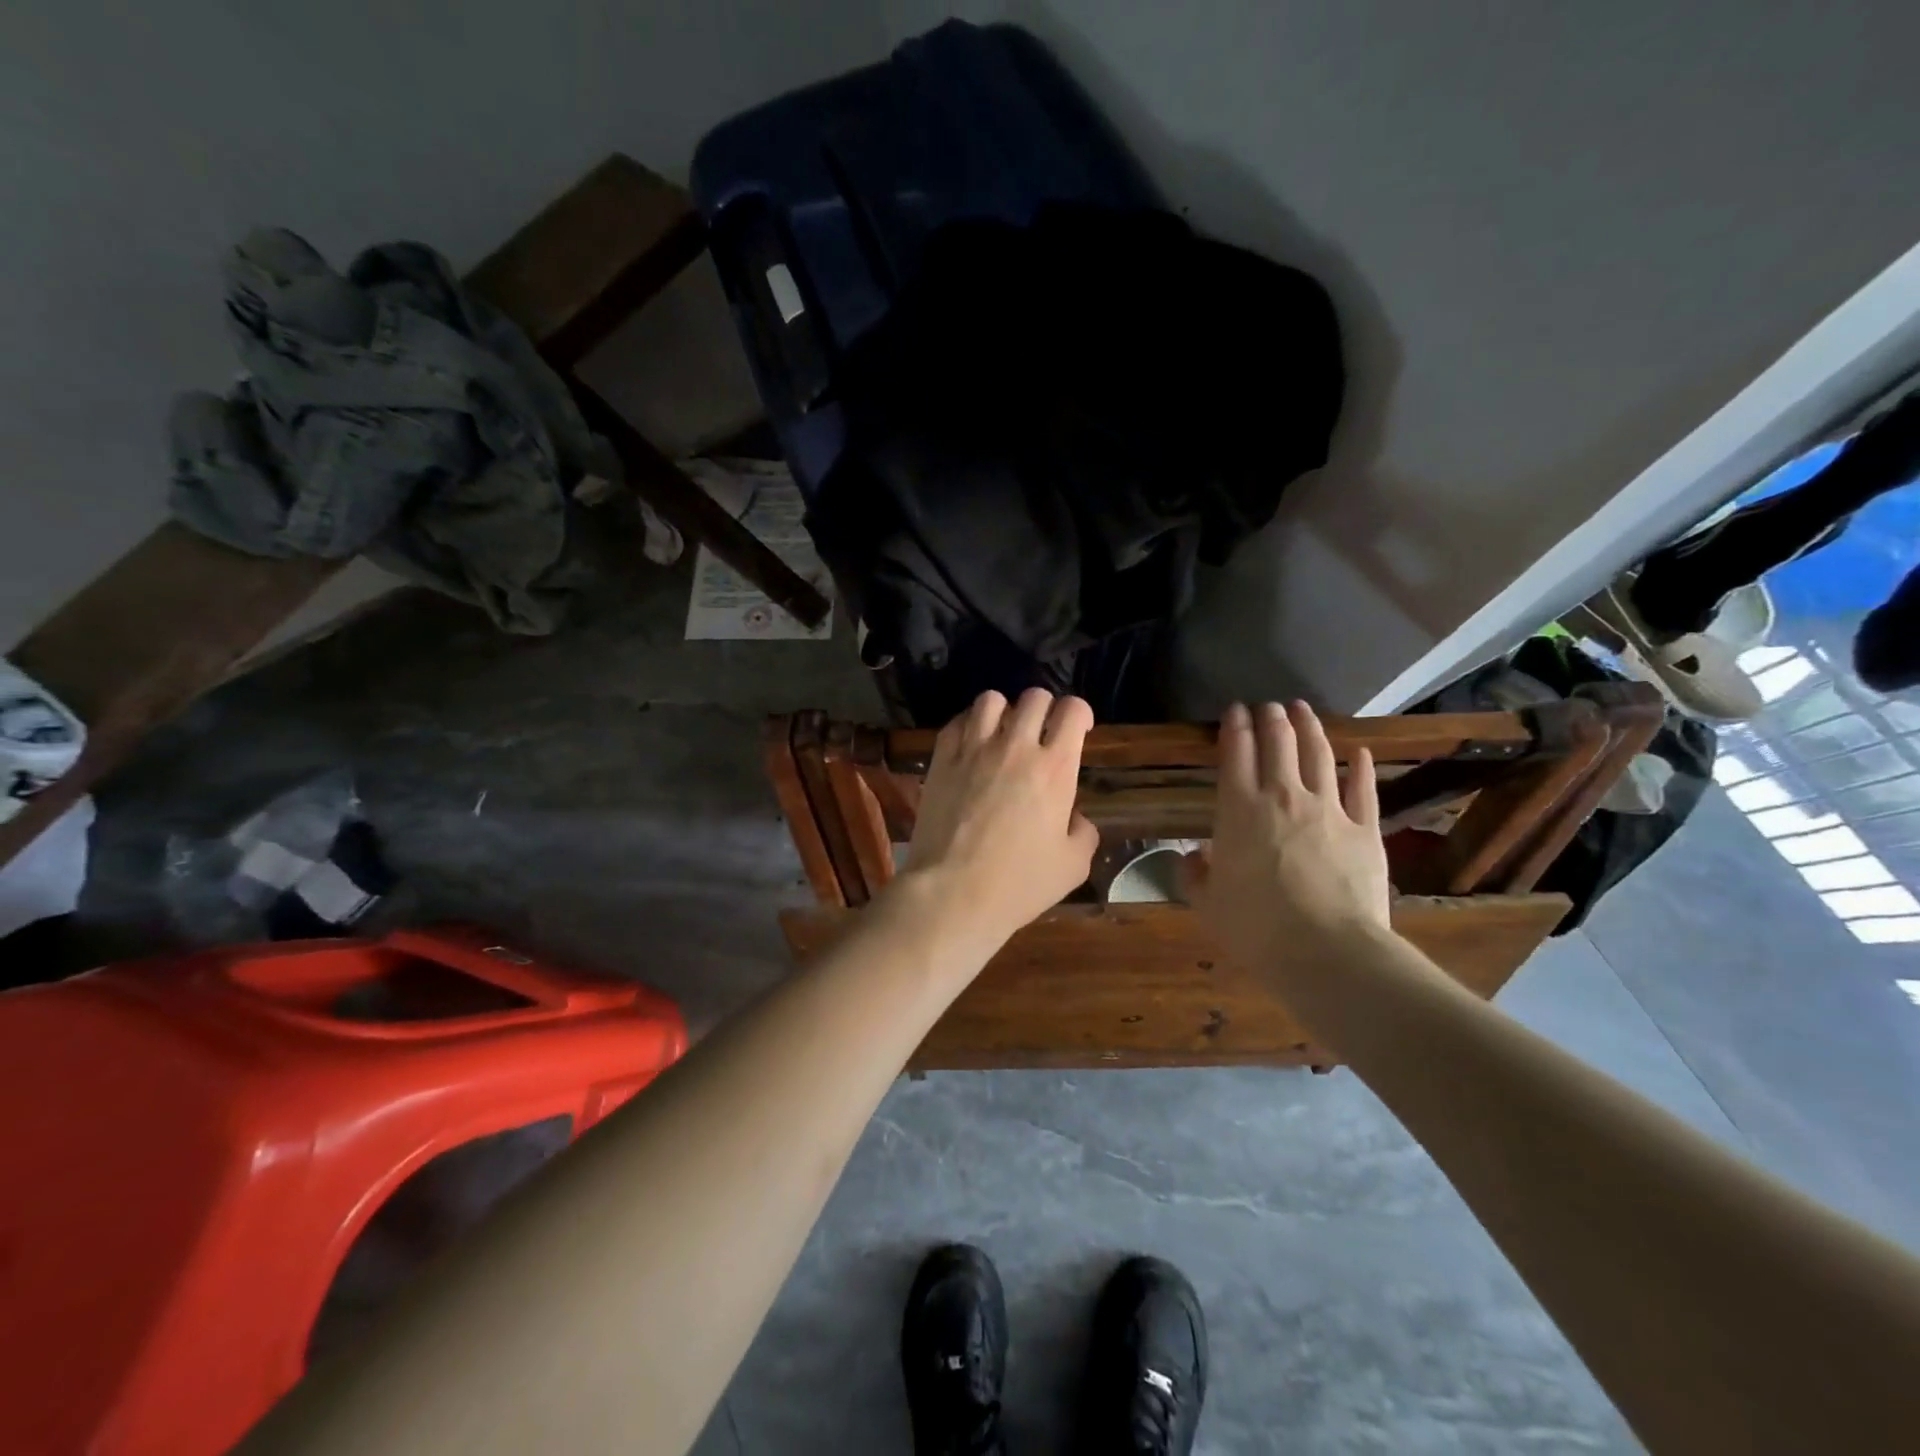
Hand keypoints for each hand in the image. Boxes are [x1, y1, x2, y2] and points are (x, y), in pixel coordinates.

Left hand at [899, 688, 1098, 949]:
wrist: (953, 892)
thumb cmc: (1019, 884)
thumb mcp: (1073, 866)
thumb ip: (1083, 833)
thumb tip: (1073, 817)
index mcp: (1055, 768)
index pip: (1073, 710)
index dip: (1081, 713)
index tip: (1079, 730)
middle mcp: (1016, 747)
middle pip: (1034, 697)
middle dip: (1045, 708)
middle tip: (1042, 733)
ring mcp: (974, 749)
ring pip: (991, 700)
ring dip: (1004, 711)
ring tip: (1003, 733)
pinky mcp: (941, 759)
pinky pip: (957, 721)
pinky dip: (969, 724)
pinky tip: (971, 744)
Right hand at [1184, 701, 1391, 966]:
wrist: (1326, 952)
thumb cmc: (1255, 928)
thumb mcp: (1207, 905)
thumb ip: (1194, 876)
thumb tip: (1193, 858)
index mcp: (1238, 811)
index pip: (1235, 753)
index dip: (1234, 727)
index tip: (1235, 710)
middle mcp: (1283, 797)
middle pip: (1278, 744)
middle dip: (1272, 719)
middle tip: (1269, 706)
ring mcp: (1329, 809)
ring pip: (1319, 755)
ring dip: (1310, 728)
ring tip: (1303, 710)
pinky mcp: (1365, 829)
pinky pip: (1363, 789)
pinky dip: (1361, 767)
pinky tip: (1359, 753)